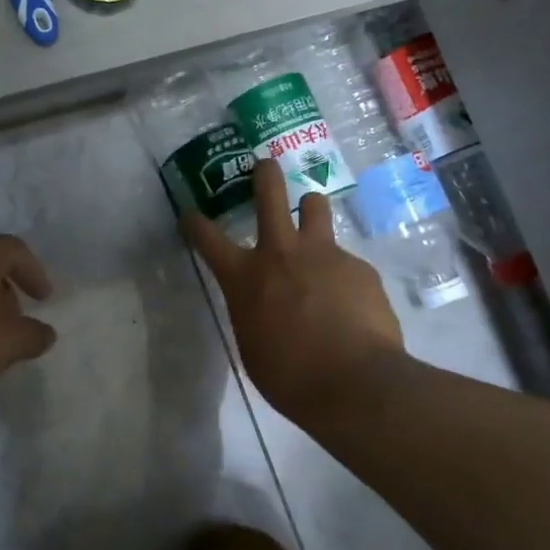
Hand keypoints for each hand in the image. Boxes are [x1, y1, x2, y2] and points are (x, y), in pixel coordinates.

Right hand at [183, 160, 402, 419]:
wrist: (355, 384)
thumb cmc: (290, 376)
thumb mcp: (252, 344)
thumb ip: (253, 312)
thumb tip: (262, 304)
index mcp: (245, 277)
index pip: (207, 239)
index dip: (194, 223)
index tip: (190, 214)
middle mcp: (281, 252)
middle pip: (270, 192)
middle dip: (264, 173)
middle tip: (264, 166)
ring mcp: (324, 254)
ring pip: (315, 207)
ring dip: (310, 210)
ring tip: (312, 220)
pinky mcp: (359, 267)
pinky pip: (346, 260)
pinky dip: (342, 274)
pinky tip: (351, 303)